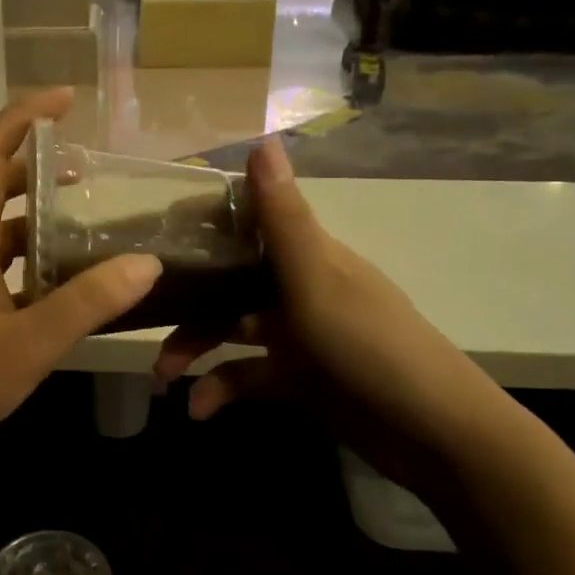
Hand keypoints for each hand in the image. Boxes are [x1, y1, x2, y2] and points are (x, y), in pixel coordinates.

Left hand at [0, 89, 163, 486]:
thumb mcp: (29, 344)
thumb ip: (87, 303)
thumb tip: (146, 263)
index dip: (19, 120)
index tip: (61, 99)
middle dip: (34, 168)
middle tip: (84, 165)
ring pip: (1, 237)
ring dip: (37, 220)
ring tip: (86, 221)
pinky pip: (5, 275)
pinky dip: (36, 266)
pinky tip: (69, 286)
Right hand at [150, 138, 506, 491]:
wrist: (432, 434)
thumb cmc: (370, 347)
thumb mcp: (318, 282)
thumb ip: (283, 220)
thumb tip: (262, 140)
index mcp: (307, 256)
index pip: (247, 226)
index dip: (202, 227)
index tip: (153, 239)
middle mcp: (298, 288)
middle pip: (229, 283)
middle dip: (186, 302)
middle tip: (142, 321)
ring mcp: (298, 336)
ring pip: (231, 330)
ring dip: (195, 349)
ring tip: (163, 377)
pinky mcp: (298, 379)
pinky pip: (247, 375)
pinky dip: (222, 388)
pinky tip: (199, 410)